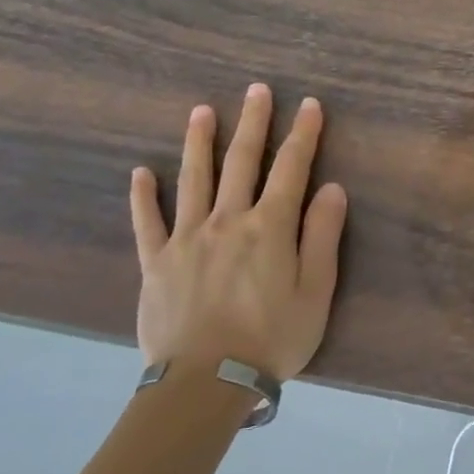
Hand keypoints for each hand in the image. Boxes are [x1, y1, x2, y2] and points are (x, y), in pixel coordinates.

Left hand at [129, 85, 347, 381]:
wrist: (204, 383)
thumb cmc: (272, 338)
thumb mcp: (316, 291)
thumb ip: (322, 236)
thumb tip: (332, 188)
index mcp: (270, 227)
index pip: (291, 168)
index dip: (303, 134)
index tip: (309, 105)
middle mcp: (227, 221)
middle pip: (241, 162)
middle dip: (252, 123)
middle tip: (256, 90)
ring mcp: (187, 239)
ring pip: (193, 179)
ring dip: (199, 142)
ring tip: (202, 111)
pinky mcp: (156, 263)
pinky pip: (147, 222)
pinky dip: (144, 196)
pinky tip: (141, 172)